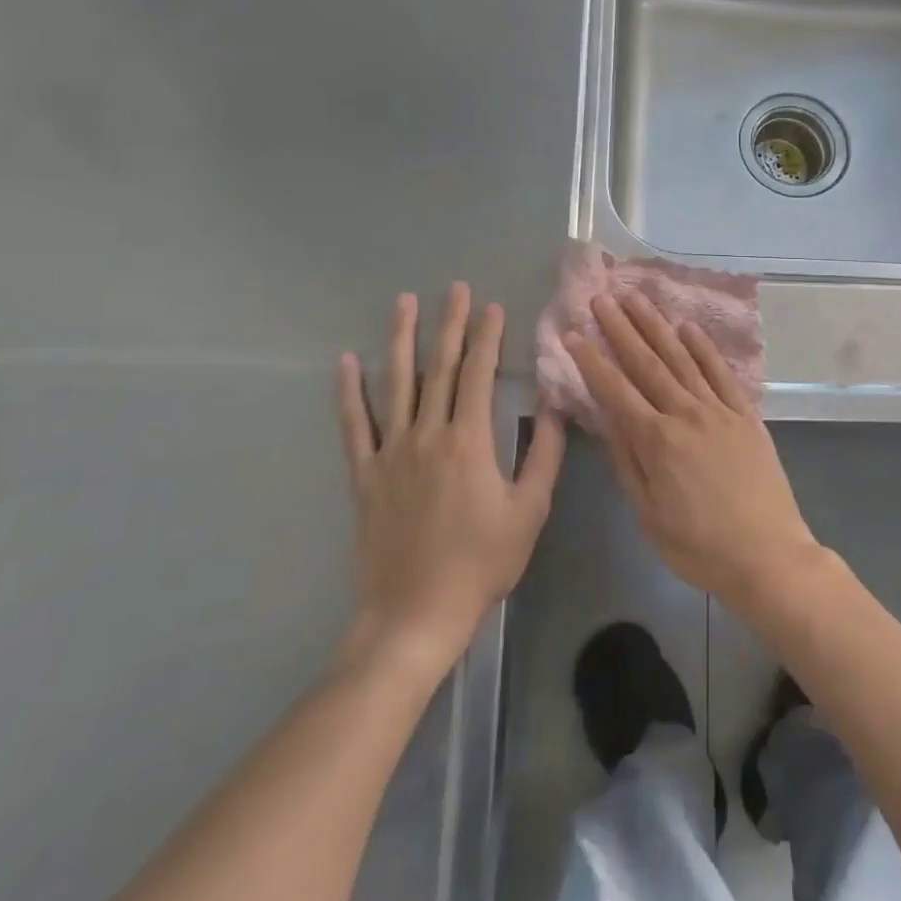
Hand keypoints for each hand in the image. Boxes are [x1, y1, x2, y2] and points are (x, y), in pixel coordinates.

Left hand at [335, 283, 564, 673]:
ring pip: (396, 384)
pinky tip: (346, 362)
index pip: (478, 374)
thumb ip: (545, 455)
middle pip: (439, 368)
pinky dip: (349, 392)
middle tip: (454, 287)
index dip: (486, 337)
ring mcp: (391, 452)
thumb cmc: (481, 562)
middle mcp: (427, 435)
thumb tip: (555, 407)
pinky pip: (354, 425)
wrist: (415, 613)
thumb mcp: (529, 511)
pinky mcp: (365, 474)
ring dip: (401, 340)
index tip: (491, 306)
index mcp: (470, 441)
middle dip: (449, 324)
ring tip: (404, 303)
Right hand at [565, 291, 822, 613]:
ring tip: (636, 298)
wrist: (768, 555)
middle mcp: (686, 414)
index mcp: (657, 442)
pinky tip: (688, 327)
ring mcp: (719, 410)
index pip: (615, 391)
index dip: (591, 361)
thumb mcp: (649, 515)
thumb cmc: (700, 547)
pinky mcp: (745, 414)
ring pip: (681, 359)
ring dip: (656, 326)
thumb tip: (608, 419)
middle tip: (601, 298)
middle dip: (620, 329)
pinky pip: (721, 373)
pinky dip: (703, 348)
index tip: (573, 334)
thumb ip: (627, 463)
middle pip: (647, 363)